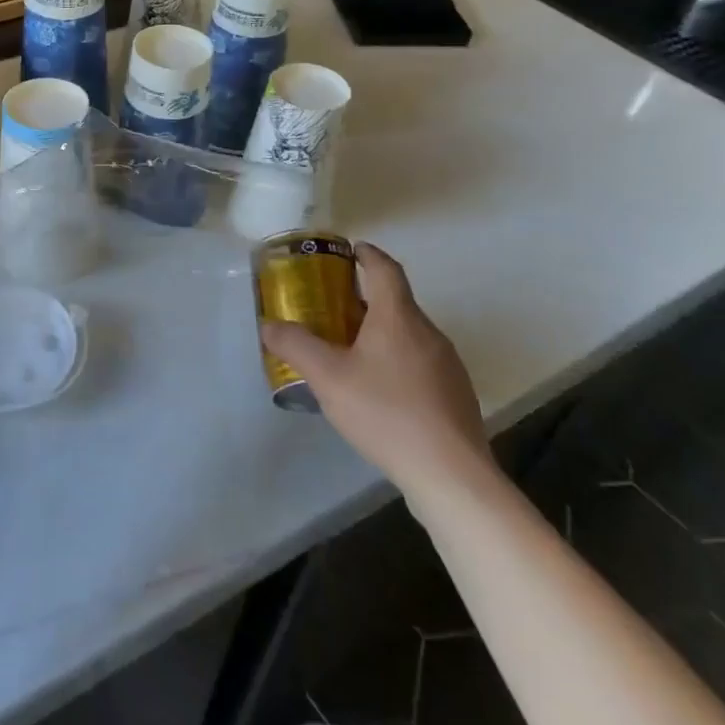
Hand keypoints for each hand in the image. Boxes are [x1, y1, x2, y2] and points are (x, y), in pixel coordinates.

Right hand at [262, 243, 494, 501]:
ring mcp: (447, 365)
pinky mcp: (455, 395)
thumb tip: (268, 324)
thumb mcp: (328, 377)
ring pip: (408, 335)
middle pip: (396, 302)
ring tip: (350, 352)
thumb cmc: (386, 413)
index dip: (367, 254)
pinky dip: (396, 362)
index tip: (350, 250)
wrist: (451, 474)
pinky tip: (378, 392)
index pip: (385, 269)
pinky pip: (420, 363)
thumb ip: (295, 346)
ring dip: (380, 333)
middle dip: (364, 299)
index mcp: (399, 317)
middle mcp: (428, 332)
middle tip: (331, 309)